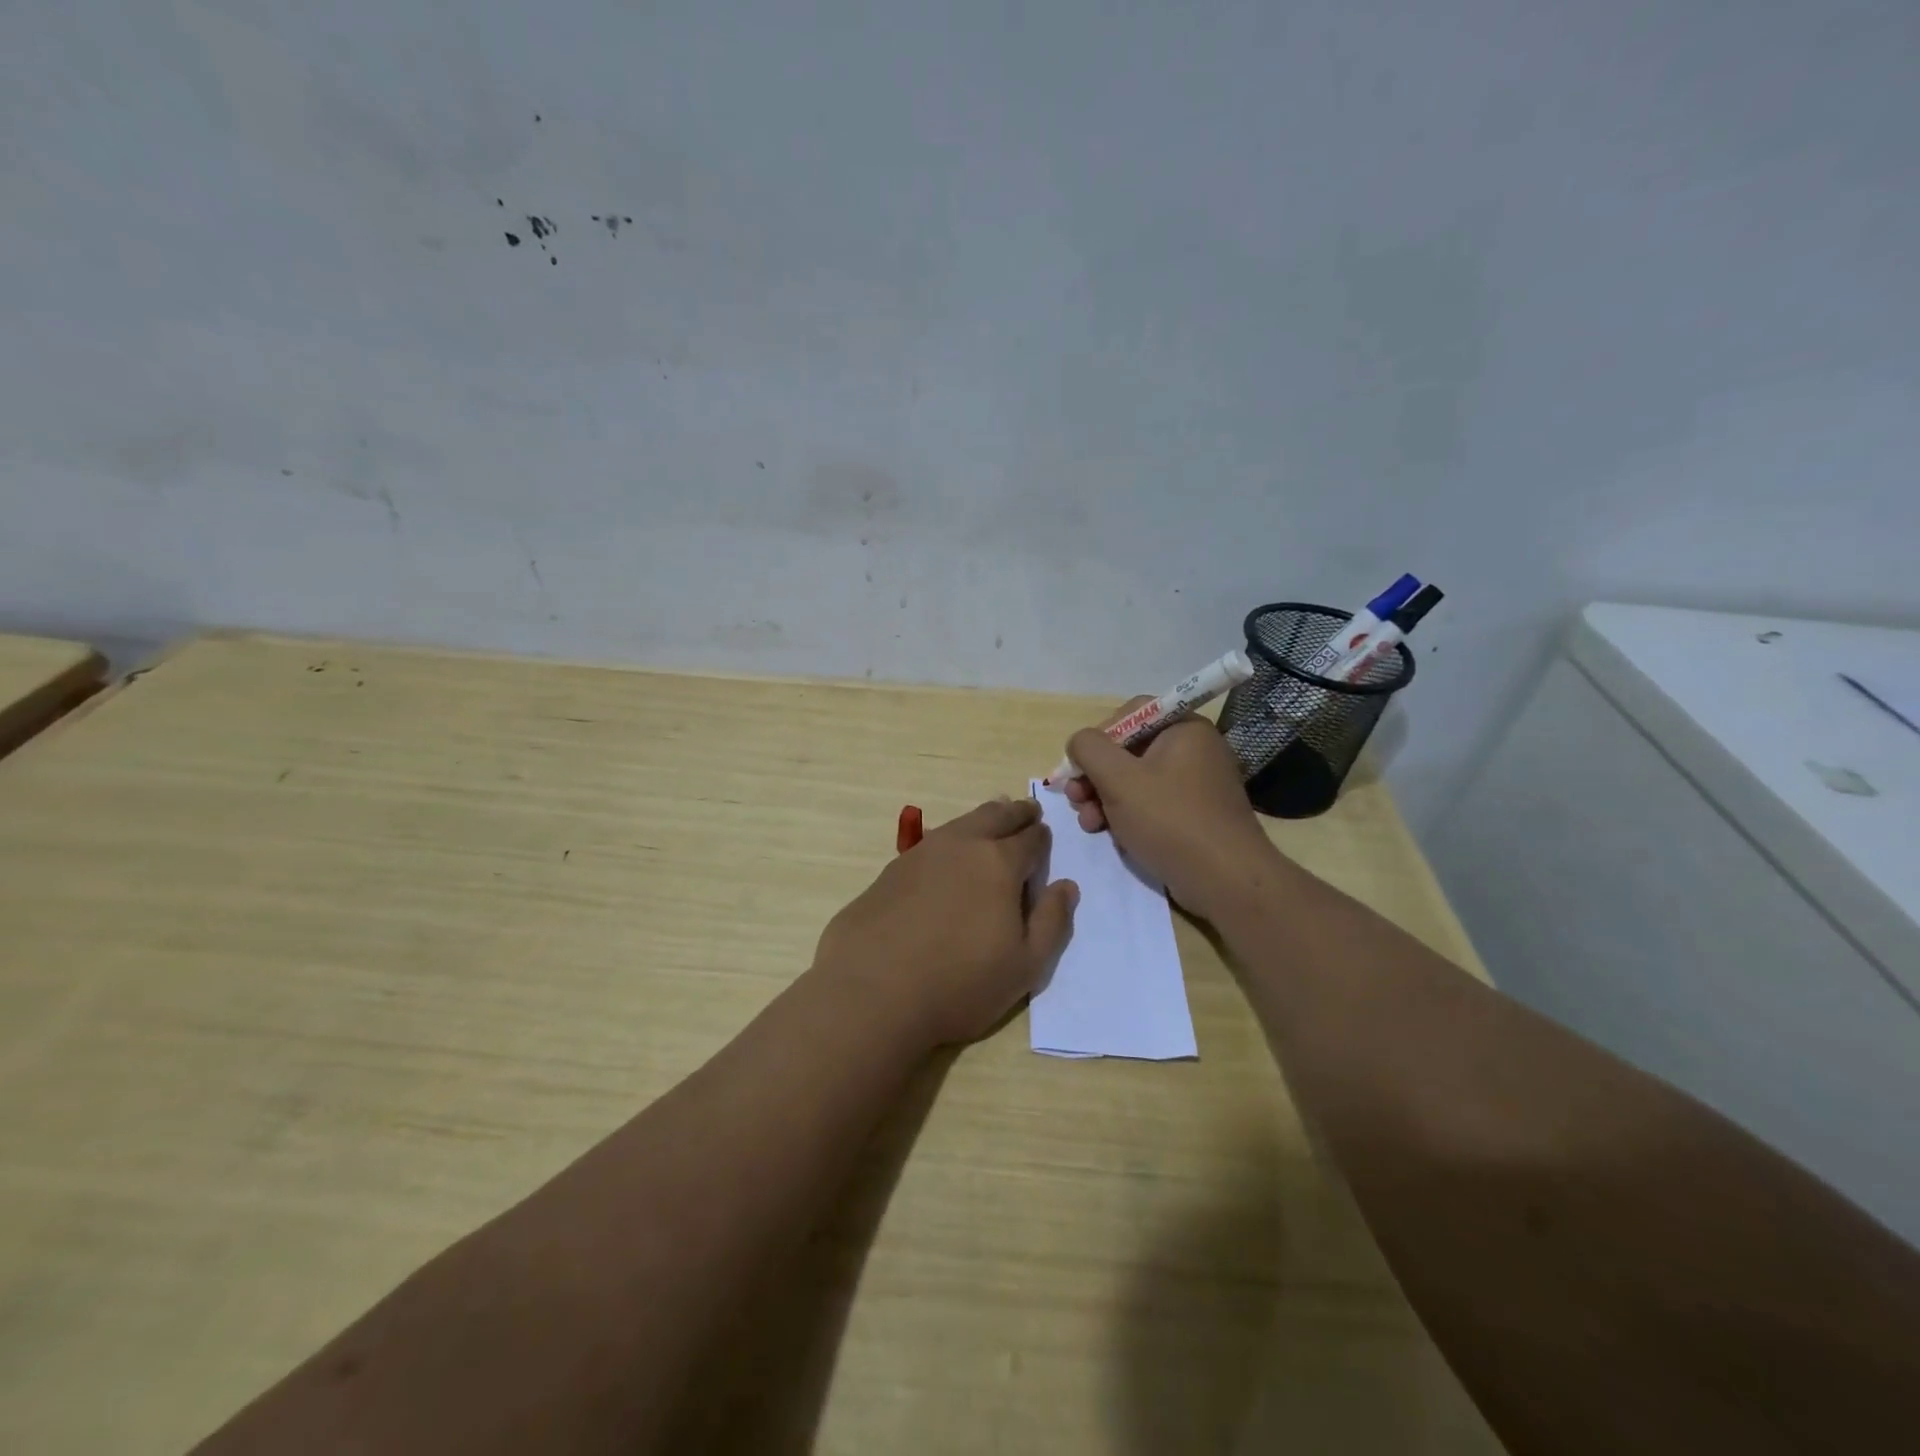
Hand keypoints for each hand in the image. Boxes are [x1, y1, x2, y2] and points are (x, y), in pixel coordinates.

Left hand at [812, 798, 1078, 1047]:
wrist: (872, 992)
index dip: (1042, 836)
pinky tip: (947, 856)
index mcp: (999, 863)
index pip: (1031, 838)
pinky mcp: (892, 869)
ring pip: (961, 823)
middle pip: (995, 815)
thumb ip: (1052, 922)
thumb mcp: (1025, 966)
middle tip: (1026, 811)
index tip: (1045, 835)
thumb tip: (1066, 885)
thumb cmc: (960, 984)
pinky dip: (950, 841)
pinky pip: (932, 842)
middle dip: (1015, 812)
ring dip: (982, 820)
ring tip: (991, 822)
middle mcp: (962, 845)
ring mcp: (922, 853)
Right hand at [1062, 704, 1282, 918]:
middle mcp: (1194, 749)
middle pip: (1129, 750)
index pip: (1130, 714)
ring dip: (1104, 799)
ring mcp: (1196, 784)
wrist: (1225, 881)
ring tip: (1089, 824)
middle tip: (1075, 799)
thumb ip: (1089, 749)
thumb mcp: (1118, 779)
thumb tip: (1079, 742)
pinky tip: (1111, 835)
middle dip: (1096, 775)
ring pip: (1136, 780)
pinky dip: (1127, 815)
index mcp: (1184, 728)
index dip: (1097, 737)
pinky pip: (1152, 804)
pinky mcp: (1194, 815)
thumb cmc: (1169, 820)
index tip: (1078, 767)